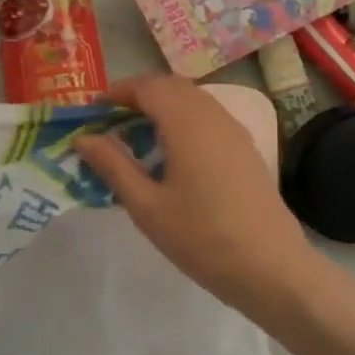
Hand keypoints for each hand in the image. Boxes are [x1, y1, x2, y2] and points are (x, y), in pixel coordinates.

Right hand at [73, 75, 317, 316]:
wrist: (271, 268)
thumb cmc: (202, 238)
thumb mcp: (146, 206)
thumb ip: (113, 166)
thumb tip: (84, 138)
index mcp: (186, 124)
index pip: (148, 87)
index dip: (117, 92)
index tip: (92, 110)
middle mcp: (213, 117)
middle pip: (171, 86)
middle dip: (138, 95)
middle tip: (110, 121)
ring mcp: (235, 132)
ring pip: (193, 100)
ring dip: (162, 106)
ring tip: (136, 136)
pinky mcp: (246, 150)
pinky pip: (208, 117)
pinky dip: (182, 120)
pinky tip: (171, 153)